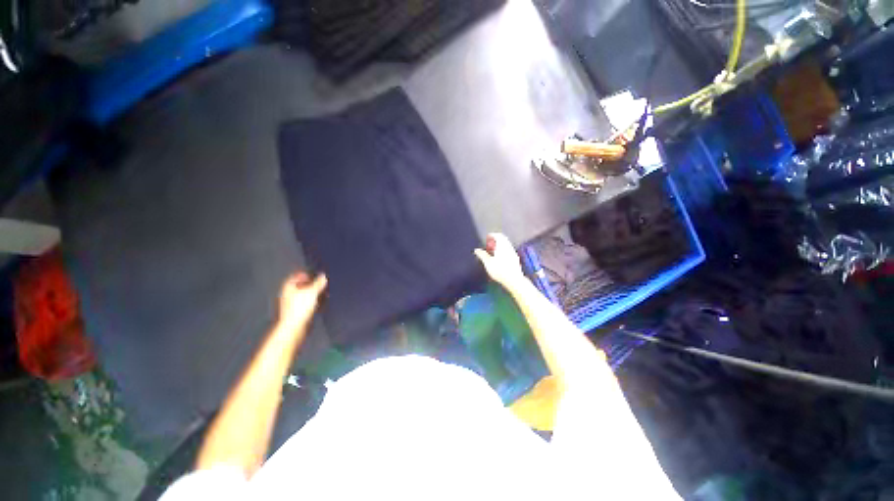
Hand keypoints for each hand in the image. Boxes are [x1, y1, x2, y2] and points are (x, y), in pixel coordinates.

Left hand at [277, 272, 326, 332]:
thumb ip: (318, 283)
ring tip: (320, 293)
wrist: (294, 327)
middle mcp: (287, 295)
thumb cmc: (299, 308)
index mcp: (288, 288)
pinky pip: (304, 304)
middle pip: (298, 287)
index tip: (310, 275)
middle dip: (308, 285)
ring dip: (311, 294)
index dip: (302, 275)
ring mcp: (290, 305)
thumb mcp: (312, 292)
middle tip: (318, 283)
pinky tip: (318, 304)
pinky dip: (311, 302)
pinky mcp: (295, 314)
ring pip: (301, 296)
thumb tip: (323, 276)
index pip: (294, 277)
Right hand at [474, 233, 524, 288]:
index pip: (498, 236)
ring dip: (500, 245)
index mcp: (502, 246)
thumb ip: (482, 255)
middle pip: (503, 239)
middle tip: (490, 243)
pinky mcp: (515, 258)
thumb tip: (477, 250)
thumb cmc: (500, 271)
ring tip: (494, 250)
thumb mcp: (488, 263)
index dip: (492, 235)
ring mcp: (513, 252)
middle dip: (496, 239)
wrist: (514, 280)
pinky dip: (504, 250)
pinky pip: (509, 250)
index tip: (487, 237)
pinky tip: (500, 257)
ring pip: (506, 244)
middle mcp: (509, 247)